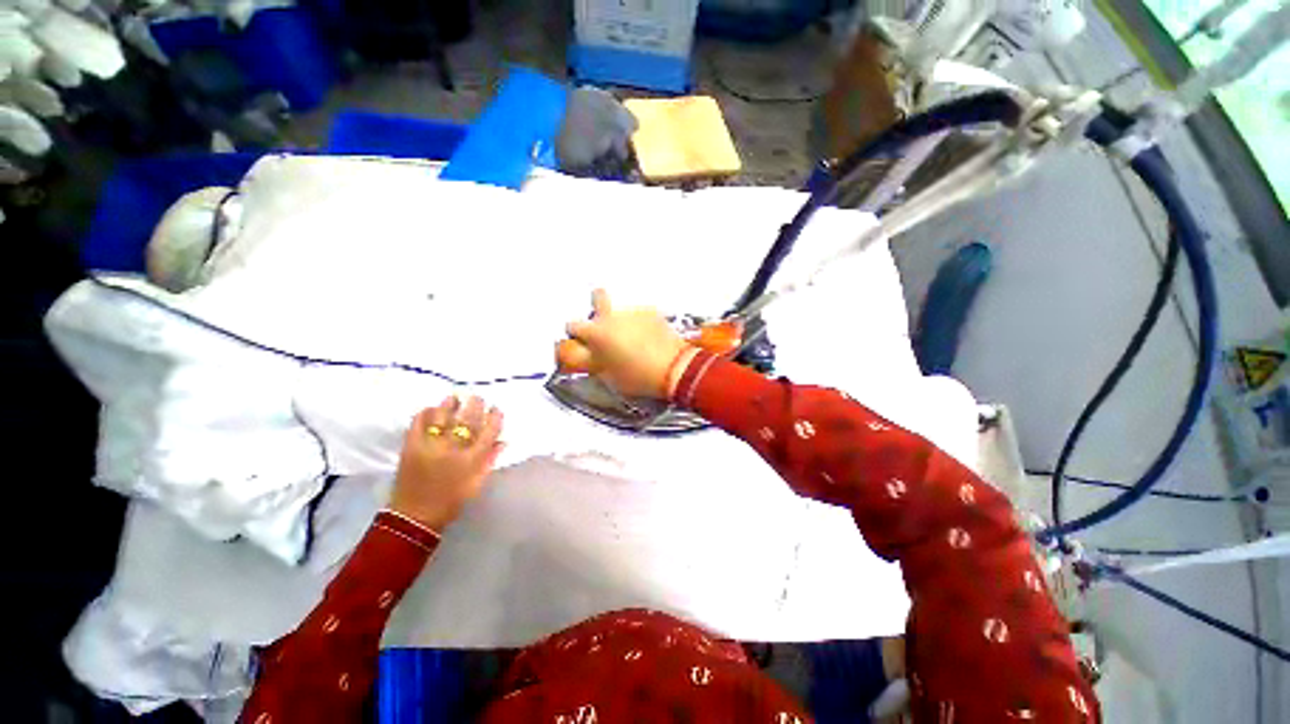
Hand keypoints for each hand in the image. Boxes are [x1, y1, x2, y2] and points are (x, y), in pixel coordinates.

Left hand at [390, 396, 503, 530]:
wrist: (414, 517)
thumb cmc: (451, 501)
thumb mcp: (477, 484)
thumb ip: (490, 460)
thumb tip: (502, 442)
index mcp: (472, 459)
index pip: (489, 431)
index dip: (494, 417)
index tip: (495, 408)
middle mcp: (453, 448)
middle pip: (468, 419)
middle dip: (475, 405)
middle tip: (477, 397)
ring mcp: (430, 445)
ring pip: (443, 417)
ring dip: (450, 404)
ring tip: (454, 397)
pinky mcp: (411, 446)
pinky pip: (418, 423)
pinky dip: (425, 413)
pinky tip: (431, 409)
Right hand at [557, 289, 697, 398]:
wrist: (672, 368)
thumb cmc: (638, 376)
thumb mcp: (607, 375)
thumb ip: (592, 361)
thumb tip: (587, 355)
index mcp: (596, 333)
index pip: (573, 325)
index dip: (575, 333)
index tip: (581, 340)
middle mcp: (612, 316)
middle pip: (598, 296)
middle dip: (597, 304)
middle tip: (603, 322)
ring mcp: (633, 311)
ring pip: (622, 308)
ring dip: (622, 319)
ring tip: (632, 336)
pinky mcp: (652, 312)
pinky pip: (640, 314)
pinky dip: (641, 322)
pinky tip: (648, 336)